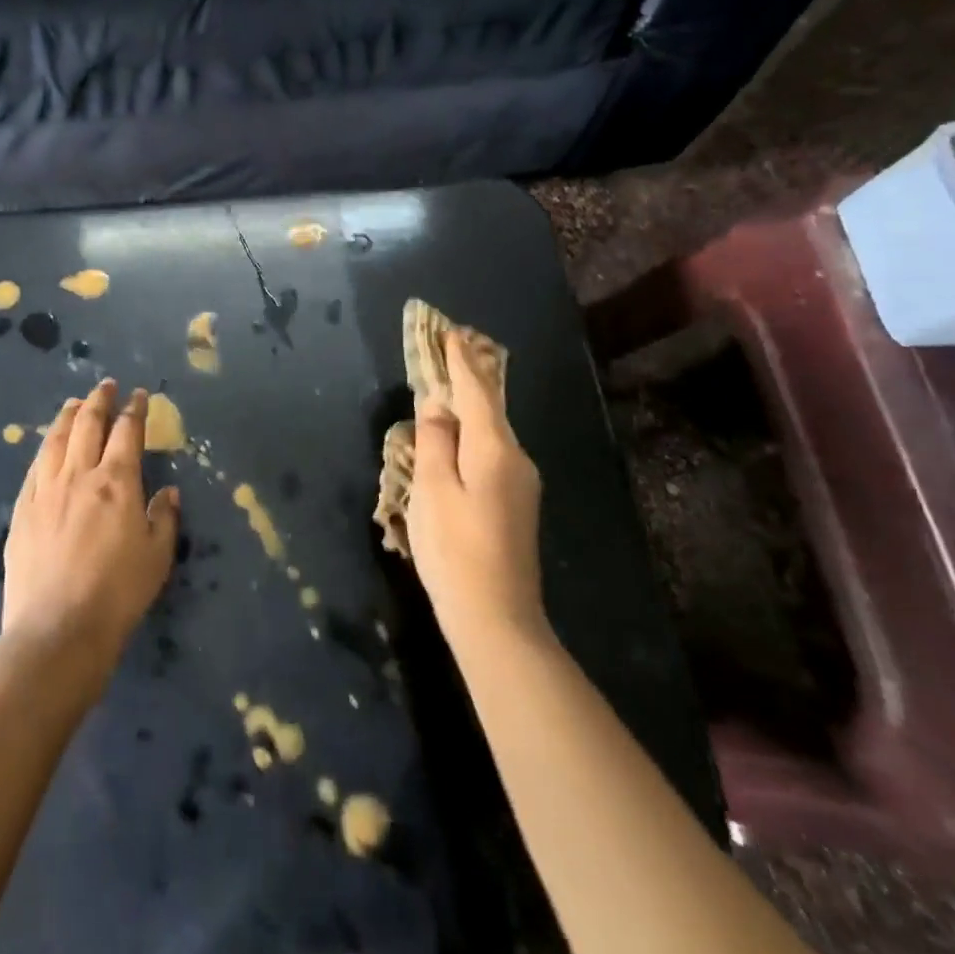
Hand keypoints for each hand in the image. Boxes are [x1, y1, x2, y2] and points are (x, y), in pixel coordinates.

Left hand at [1, 381, 179, 681]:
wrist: (58, 630)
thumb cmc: (118, 593)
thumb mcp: (157, 556)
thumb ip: (164, 517)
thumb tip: (168, 491)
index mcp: (117, 482)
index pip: (127, 431)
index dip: (134, 409)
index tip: (139, 396)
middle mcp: (79, 475)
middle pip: (88, 424)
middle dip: (99, 400)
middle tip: (105, 386)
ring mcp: (45, 490)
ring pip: (56, 439)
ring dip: (68, 416)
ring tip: (75, 403)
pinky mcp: (22, 510)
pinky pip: (35, 467)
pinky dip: (46, 447)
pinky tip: (48, 446)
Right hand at [406, 333, 548, 652]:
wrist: (498, 620)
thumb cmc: (455, 551)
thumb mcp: (432, 490)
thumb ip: (434, 441)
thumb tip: (437, 405)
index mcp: (494, 449)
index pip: (476, 391)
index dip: (460, 361)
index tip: (450, 332)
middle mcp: (516, 458)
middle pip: (489, 408)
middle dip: (467, 378)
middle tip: (445, 351)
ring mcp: (522, 482)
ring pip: (491, 432)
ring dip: (468, 408)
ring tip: (443, 390)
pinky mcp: (517, 503)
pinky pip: (491, 453)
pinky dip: (472, 435)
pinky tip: (454, 440)